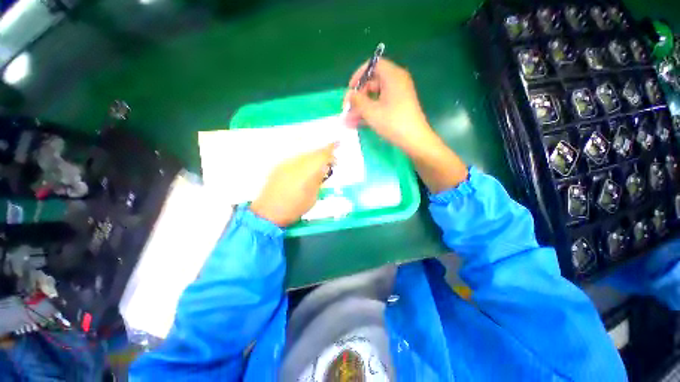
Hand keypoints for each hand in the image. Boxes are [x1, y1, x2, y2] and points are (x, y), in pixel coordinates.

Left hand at [250, 143, 335, 226]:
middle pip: (312, 152)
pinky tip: (306, 166)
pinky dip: (304, 159)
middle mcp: (295, 164)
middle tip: (331, 160)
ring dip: (313, 156)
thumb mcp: (312, 196)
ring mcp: (285, 164)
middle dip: (323, 153)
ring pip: (303, 154)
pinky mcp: (279, 166)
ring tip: (319, 164)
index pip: (320, 155)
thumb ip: (318, 180)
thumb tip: (324, 167)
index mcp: (306, 172)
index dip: (330, 149)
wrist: (268, 212)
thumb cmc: (294, 208)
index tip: (338, 144)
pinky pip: (295, 158)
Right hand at [344, 59, 437, 156]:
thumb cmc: (393, 123)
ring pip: (375, 96)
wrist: (414, 140)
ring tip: (350, 120)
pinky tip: (359, 123)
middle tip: (348, 109)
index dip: (359, 75)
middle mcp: (397, 82)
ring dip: (362, 107)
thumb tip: (349, 95)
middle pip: (373, 82)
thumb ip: (357, 101)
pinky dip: (370, 111)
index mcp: (393, 76)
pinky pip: (381, 104)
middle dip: (358, 96)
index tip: (350, 89)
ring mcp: (398, 95)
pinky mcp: (398, 107)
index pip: (373, 65)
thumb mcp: (371, 112)